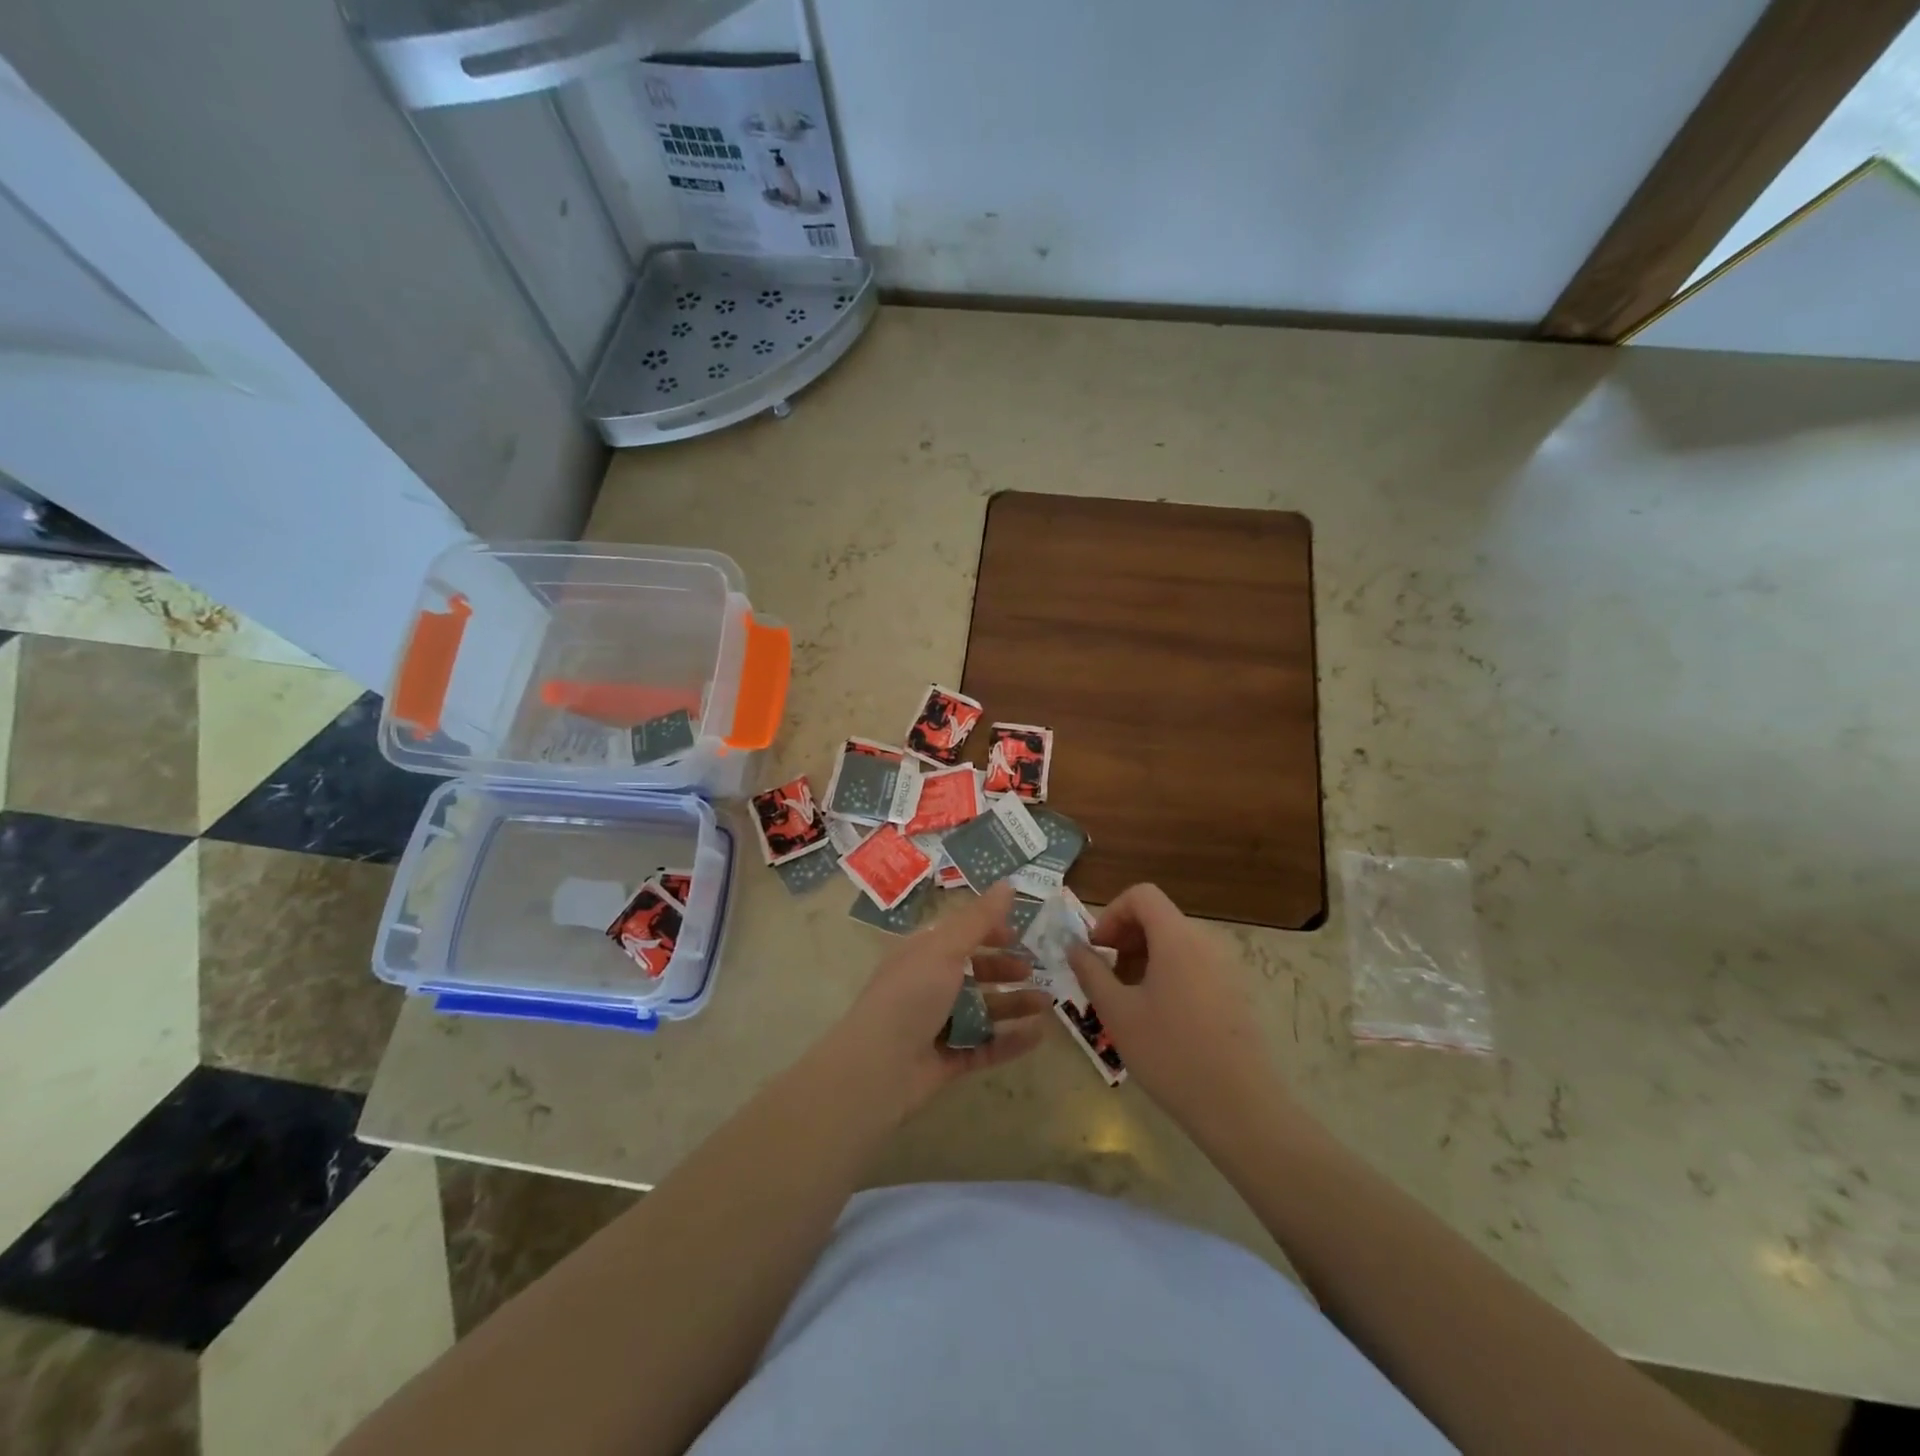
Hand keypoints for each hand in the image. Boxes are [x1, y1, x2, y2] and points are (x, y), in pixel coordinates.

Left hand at [830, 883, 1053, 1116]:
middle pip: (973, 973)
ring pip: (983, 1011)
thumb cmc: (910, 995)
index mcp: (922, 953)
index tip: (1018, 934)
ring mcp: (938, 1025)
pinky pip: (985, 1046)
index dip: (987, 931)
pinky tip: (1038, 1036)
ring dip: (1014, 1004)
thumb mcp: (944, 948)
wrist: (877, 1068)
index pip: (958, 934)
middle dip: (1004, 970)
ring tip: (1047, 1004)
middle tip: (1036, 970)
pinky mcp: (948, 1060)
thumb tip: (1008, 883)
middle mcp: (929, 985)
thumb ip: (979, 919)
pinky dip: (1011, 1041)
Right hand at [1066, 883, 1282, 1137]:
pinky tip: (1158, 1016)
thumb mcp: (1117, 1013)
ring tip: (1127, 999)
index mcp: (1177, 938)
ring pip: (1175, 943)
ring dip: (1143, 958)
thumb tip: (1073, 946)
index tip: (1096, 948)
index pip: (1142, 895)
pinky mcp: (1235, 992)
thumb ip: (1091, 972)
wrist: (1240, 1107)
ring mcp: (1226, 967)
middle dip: (1125, 938)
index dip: (1112, 913)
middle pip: (1158, 917)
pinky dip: (1167, 973)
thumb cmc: (1170, 1053)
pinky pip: (1193, 964)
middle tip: (1105, 976)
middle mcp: (1205, 942)